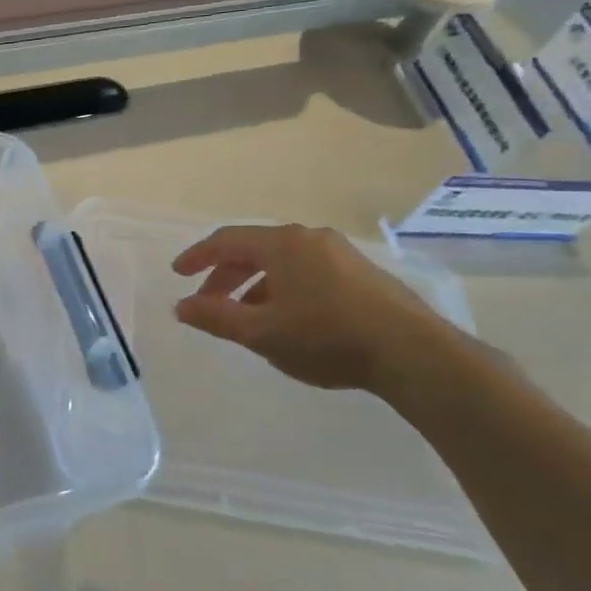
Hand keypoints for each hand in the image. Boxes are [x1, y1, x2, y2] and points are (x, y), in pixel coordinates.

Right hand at [171, 224, 451, 392]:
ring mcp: (340, 253)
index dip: (197, 257)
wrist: (412, 352)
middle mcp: (309, 238)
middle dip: (225, 276)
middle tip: (207, 303)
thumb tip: (181, 307)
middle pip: (254, 249)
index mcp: (282, 244)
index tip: (178, 274)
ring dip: (254, 286)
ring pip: (282, 263)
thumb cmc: (327, 337)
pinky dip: (283, 289)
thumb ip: (216, 317)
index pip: (226, 241)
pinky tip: (286, 320)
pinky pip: (306, 272)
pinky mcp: (361, 273)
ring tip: (245, 318)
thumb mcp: (262, 333)